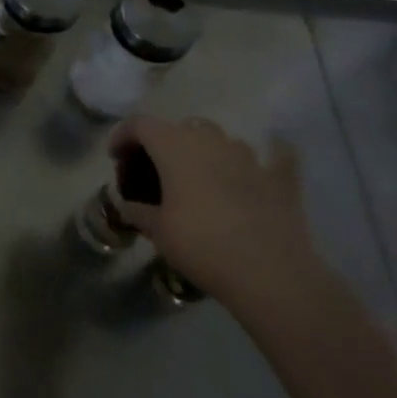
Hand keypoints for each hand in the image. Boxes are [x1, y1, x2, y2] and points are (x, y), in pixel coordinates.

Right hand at [112, 116, 318, 311]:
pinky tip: (253, 175)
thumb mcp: (156, 230)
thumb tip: (128, 203)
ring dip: (202, 152)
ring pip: (218, 140)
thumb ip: (137, 209)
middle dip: (162, 144)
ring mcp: (249, 155)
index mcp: (174, 146)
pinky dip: (256, 162)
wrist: (271, 273)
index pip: (140, 123)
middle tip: (154, 172)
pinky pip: (269, 157)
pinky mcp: (280, 177)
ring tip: (196, 180)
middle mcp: (211, 140)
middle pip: (178, 128)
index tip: (116, 159)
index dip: (123, 136)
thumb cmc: (201, 245)